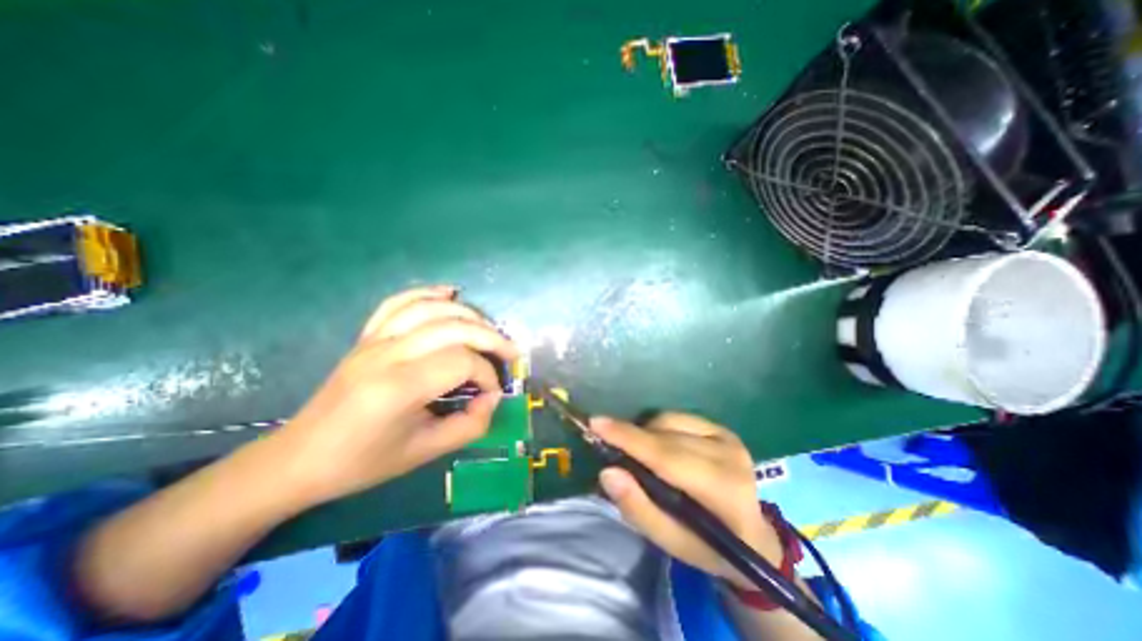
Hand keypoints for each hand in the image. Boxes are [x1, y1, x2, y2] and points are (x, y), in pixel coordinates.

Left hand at [271, 289, 518, 507]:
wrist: (299, 458)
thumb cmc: (363, 462)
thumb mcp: (424, 453)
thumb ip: (469, 425)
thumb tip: (492, 398)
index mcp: (399, 387)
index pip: (462, 361)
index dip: (487, 375)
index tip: (492, 394)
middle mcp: (387, 354)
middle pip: (453, 327)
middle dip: (491, 338)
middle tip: (511, 353)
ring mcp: (374, 340)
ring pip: (431, 308)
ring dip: (468, 314)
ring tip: (489, 329)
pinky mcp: (367, 336)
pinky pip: (399, 302)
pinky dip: (428, 293)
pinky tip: (449, 294)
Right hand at [588, 414, 785, 587]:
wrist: (754, 537)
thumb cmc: (709, 546)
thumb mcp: (671, 542)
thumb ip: (638, 508)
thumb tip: (608, 471)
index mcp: (722, 490)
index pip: (666, 456)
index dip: (628, 438)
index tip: (595, 422)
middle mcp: (729, 454)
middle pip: (665, 435)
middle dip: (630, 435)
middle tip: (604, 440)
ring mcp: (728, 437)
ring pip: (669, 421)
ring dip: (645, 433)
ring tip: (638, 453)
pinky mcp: (722, 428)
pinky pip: (677, 417)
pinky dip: (659, 428)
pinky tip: (658, 445)